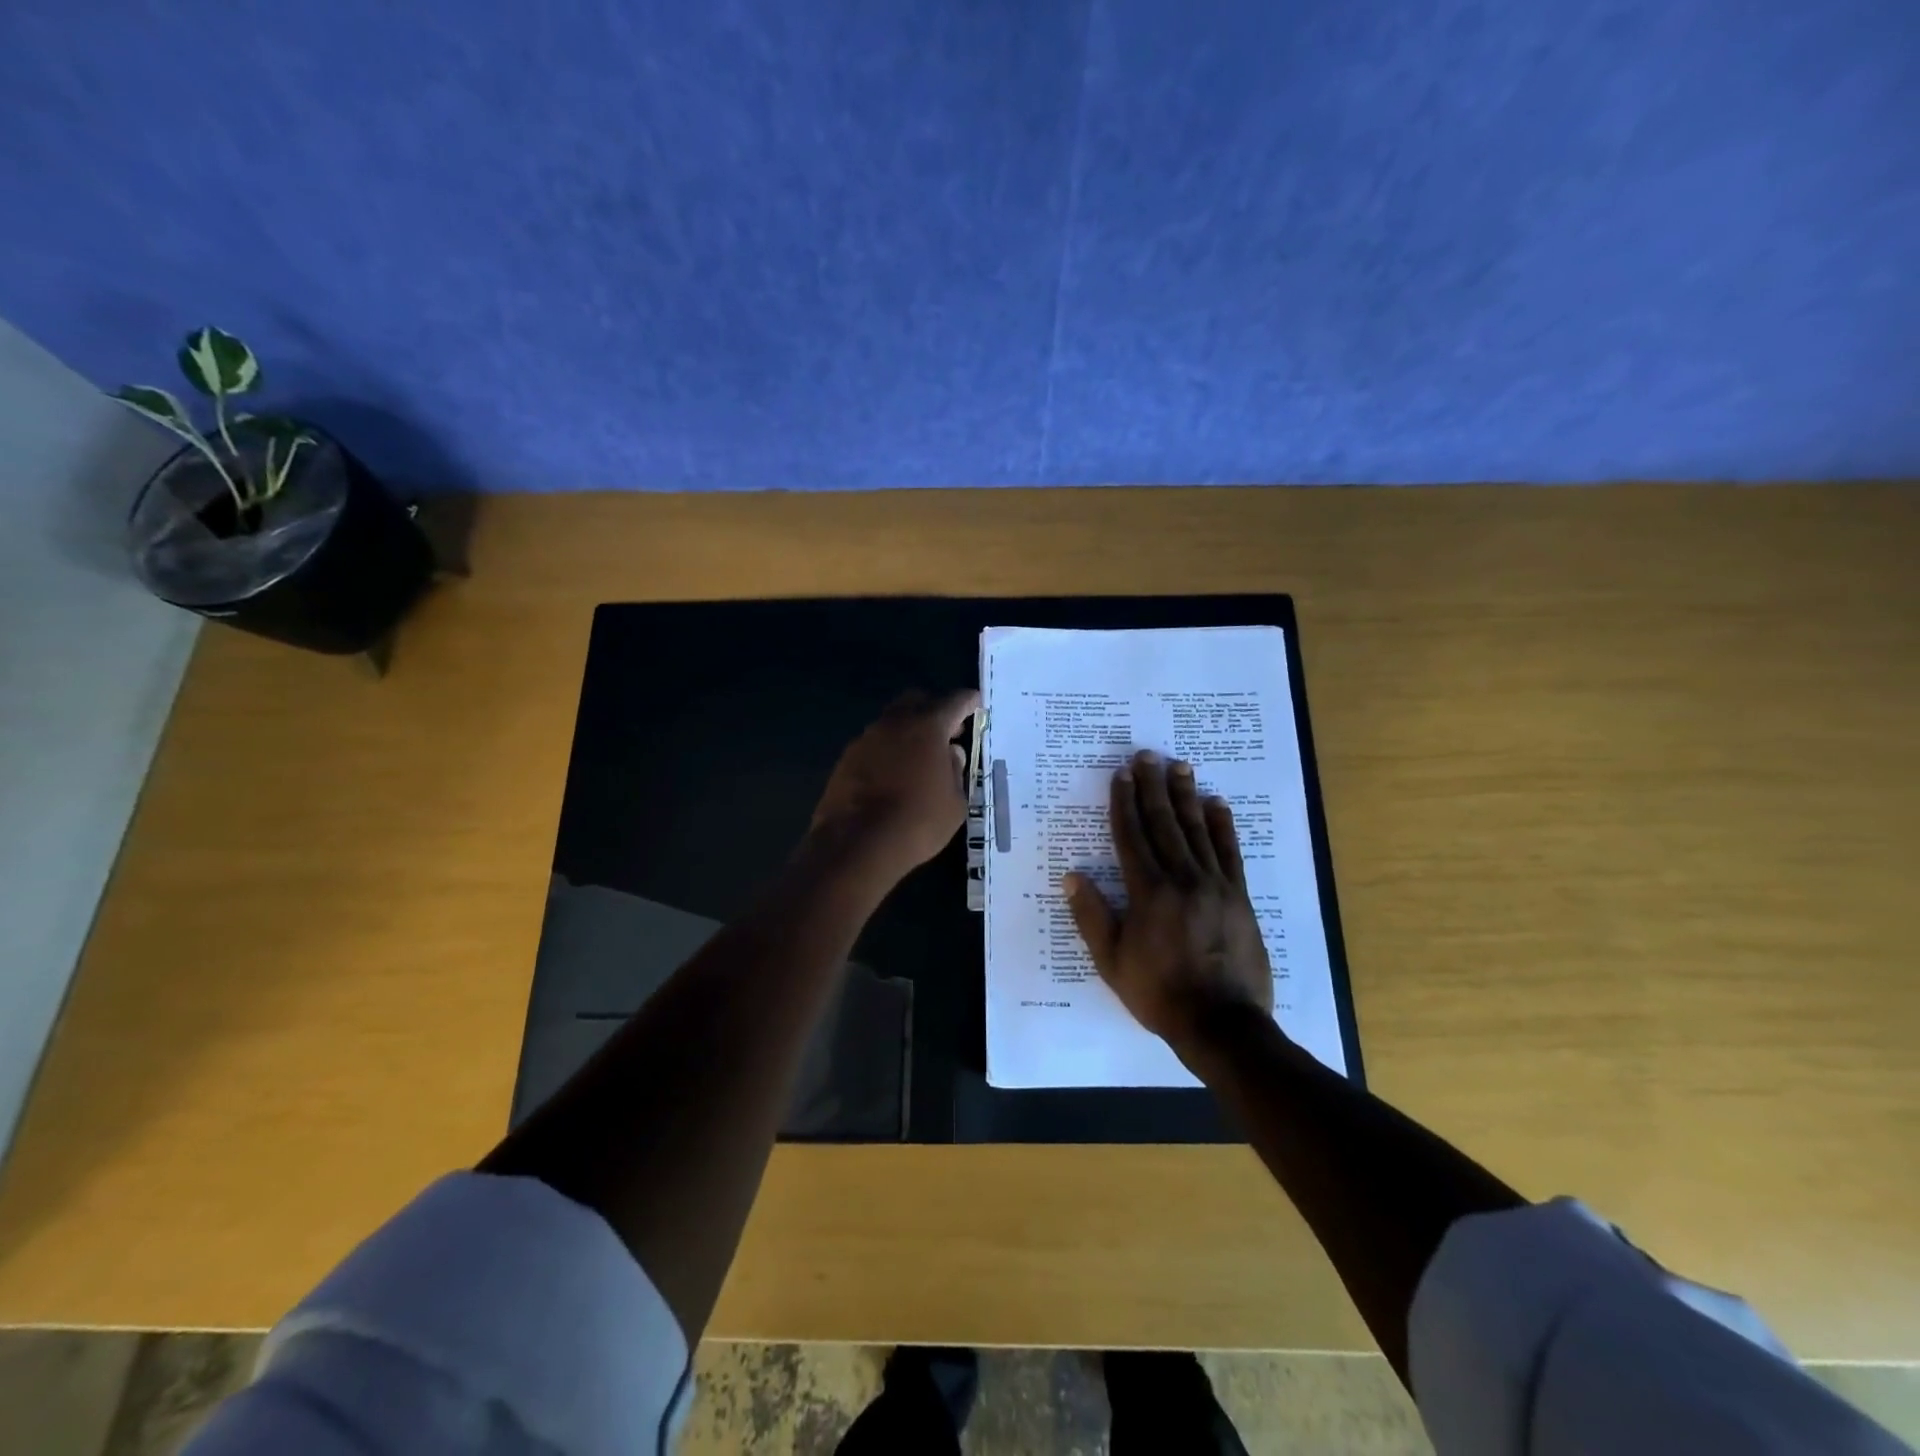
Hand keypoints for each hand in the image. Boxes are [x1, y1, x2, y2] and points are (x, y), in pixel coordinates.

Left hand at [809, 690, 977, 880]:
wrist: (857, 844)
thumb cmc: (918, 822)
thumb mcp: (955, 802)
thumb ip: (956, 770)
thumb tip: (951, 753)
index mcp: (928, 726)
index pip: (955, 701)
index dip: (969, 702)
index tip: (976, 705)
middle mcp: (895, 723)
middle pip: (918, 700)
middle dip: (936, 710)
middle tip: (949, 732)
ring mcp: (867, 738)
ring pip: (893, 720)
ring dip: (909, 730)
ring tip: (921, 757)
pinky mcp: (847, 757)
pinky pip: (875, 743)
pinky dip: (889, 749)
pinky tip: (895, 773)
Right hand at [1064, 750, 1274, 1053]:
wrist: (1222, 1024)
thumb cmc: (1159, 993)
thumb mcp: (1111, 962)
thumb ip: (1092, 916)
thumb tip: (1072, 877)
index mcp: (1147, 892)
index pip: (1132, 835)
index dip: (1124, 802)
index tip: (1121, 774)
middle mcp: (1182, 878)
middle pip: (1164, 823)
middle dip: (1153, 787)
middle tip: (1147, 755)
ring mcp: (1215, 885)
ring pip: (1197, 830)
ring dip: (1186, 796)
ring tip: (1179, 766)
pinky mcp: (1240, 896)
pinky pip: (1230, 852)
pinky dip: (1223, 826)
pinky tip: (1217, 804)